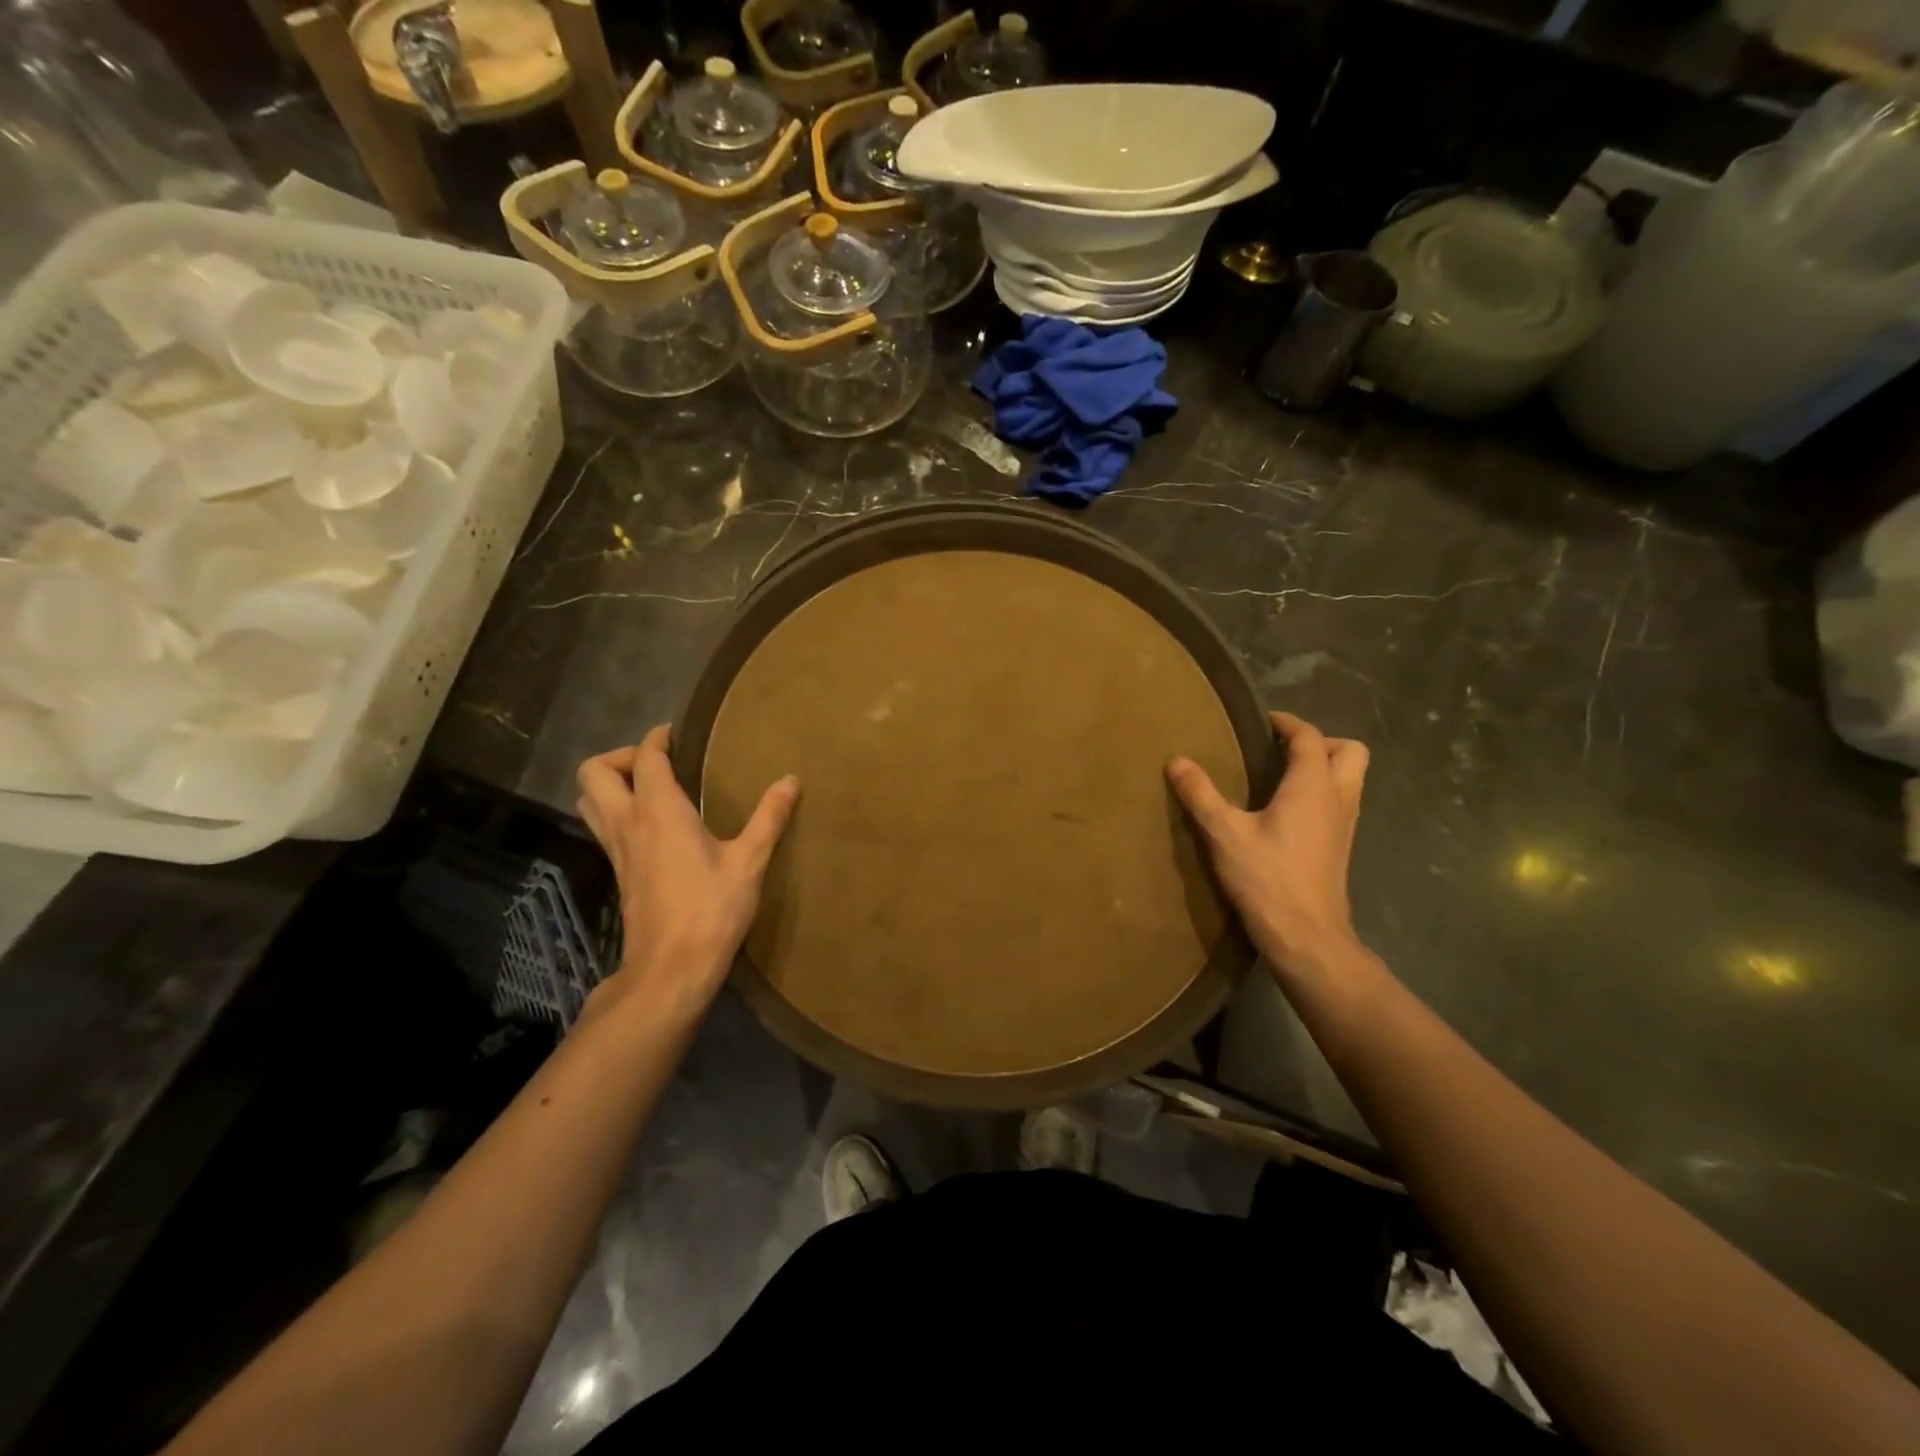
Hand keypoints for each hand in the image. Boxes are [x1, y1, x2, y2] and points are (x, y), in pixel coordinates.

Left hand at [577, 725, 798, 1016]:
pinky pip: (604, 827)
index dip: (657, 738)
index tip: (678, 734)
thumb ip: (769, 817)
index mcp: (659, 811)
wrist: (671, 968)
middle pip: (594, 773)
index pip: (645, 757)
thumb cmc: (711, 909)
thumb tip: (791, 779)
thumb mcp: (749, 861)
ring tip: (653, 790)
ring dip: (612, 785)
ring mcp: (617, 850)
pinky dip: (619, 812)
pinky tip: (656, 827)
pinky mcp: (619, 873)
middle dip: (621, 757)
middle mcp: (628, 823)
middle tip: (660, 764)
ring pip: (590, 801)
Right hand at [1166, 711, 1369, 978]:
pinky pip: (1341, 804)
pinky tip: (1286, 814)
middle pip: (1350, 752)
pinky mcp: (1341, 848)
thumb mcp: (1224, 833)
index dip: (1288, 723)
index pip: (1311, 737)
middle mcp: (1338, 798)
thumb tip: (1177, 761)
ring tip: (1281, 779)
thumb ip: (1201, 794)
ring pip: (1350, 779)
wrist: (1306, 936)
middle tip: (1282, 751)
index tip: (1263, 721)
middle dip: (1320, 743)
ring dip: (1324, 769)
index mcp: (1313, 785)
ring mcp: (1345, 825)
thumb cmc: (1267, 878)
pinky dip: (1321, 795)